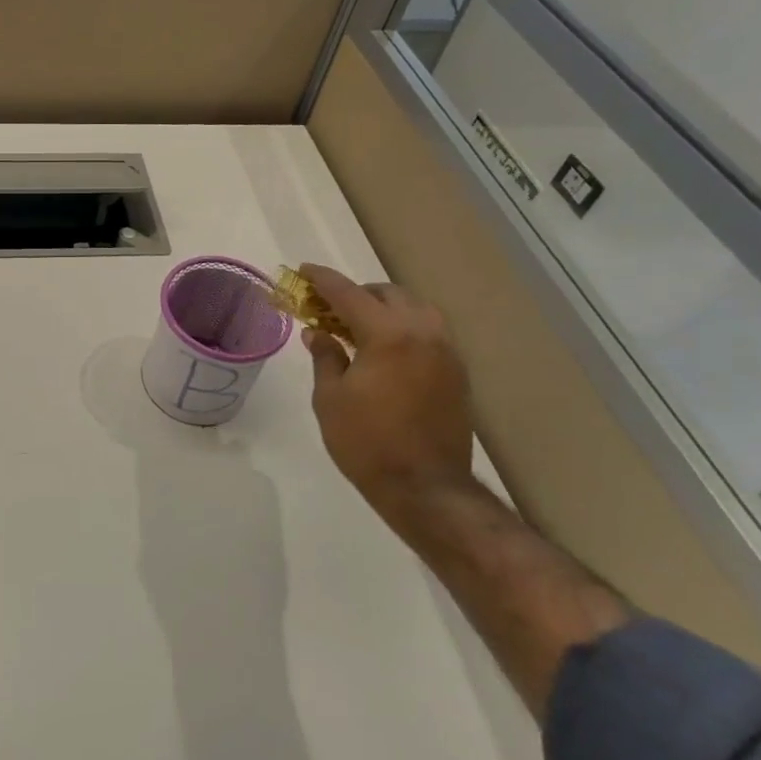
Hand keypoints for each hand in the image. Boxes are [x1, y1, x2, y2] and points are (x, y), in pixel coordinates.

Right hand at [299, 264, 476, 516]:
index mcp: (388, 335)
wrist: (426, 488)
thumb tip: (318, 333)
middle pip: (389, 294)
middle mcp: (423, 333)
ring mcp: (446, 352)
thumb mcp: (330, 398)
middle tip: (329, 308)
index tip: (303, 271)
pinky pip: (429, 332)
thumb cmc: (367, 442)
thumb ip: (326, 357)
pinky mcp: (457, 373)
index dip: (323, 281)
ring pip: (415, 309)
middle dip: (357, 293)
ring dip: (385, 308)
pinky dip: (404, 328)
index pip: (349, 294)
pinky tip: (385, 349)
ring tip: (358, 326)